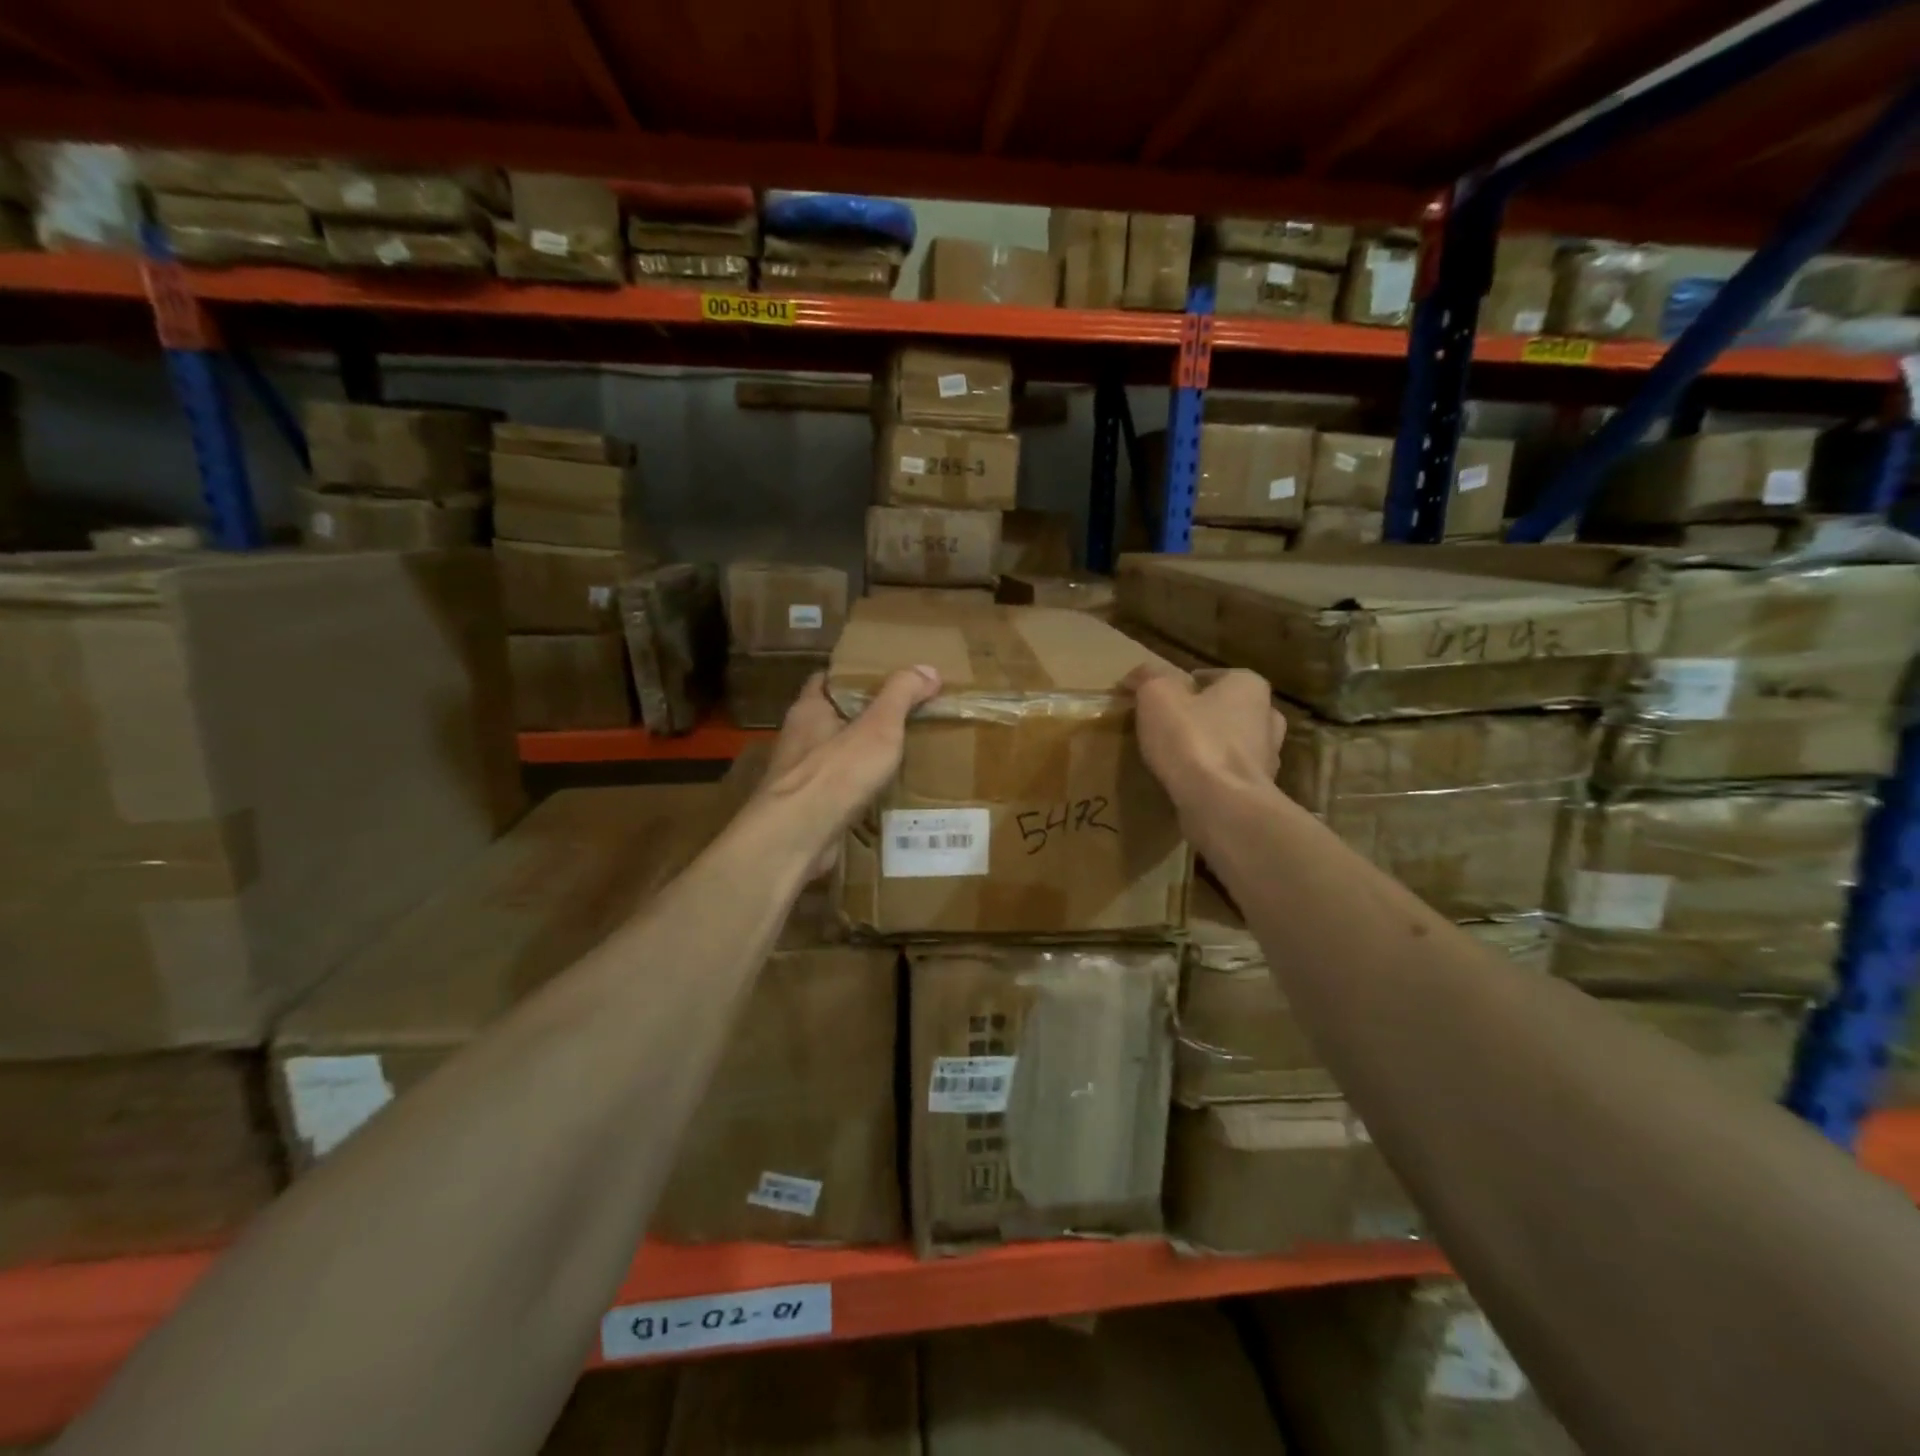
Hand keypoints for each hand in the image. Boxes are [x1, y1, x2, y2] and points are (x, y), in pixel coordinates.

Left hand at [758, 665, 941, 877]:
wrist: (797, 837)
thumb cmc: (836, 772)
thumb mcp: (879, 726)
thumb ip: (902, 695)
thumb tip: (928, 669)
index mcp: (809, 710)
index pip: (827, 680)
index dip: (853, 677)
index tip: (885, 679)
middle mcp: (799, 739)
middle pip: (833, 719)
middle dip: (863, 718)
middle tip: (903, 717)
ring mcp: (799, 777)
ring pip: (835, 757)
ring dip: (860, 756)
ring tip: (898, 756)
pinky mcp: (807, 809)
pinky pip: (837, 791)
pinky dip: (857, 790)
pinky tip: (882, 794)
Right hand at [1122, 661, 1284, 809]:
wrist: (1221, 805)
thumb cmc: (1192, 739)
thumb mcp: (1157, 695)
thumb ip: (1148, 677)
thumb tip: (1137, 675)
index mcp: (1249, 687)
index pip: (1214, 677)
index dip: (1184, 686)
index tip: (1160, 701)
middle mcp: (1267, 719)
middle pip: (1228, 711)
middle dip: (1203, 717)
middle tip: (1170, 728)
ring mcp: (1267, 759)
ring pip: (1232, 745)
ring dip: (1210, 749)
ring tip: (1176, 759)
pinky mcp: (1257, 793)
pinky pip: (1229, 777)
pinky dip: (1212, 778)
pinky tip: (1187, 784)